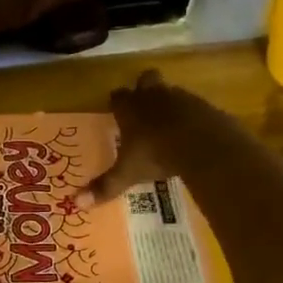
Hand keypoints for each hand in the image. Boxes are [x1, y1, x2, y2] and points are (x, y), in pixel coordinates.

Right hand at [79, 69, 196, 206]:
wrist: (202, 144)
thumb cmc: (156, 154)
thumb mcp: (128, 173)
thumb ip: (105, 186)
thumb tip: (77, 203)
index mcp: (131, 108)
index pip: (118, 96)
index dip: (117, 102)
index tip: (116, 111)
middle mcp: (153, 96)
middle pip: (146, 79)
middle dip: (144, 88)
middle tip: (144, 107)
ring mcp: (181, 97)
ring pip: (171, 91)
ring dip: (169, 103)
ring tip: (170, 125)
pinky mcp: (204, 105)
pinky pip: (195, 106)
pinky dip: (192, 116)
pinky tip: (193, 133)